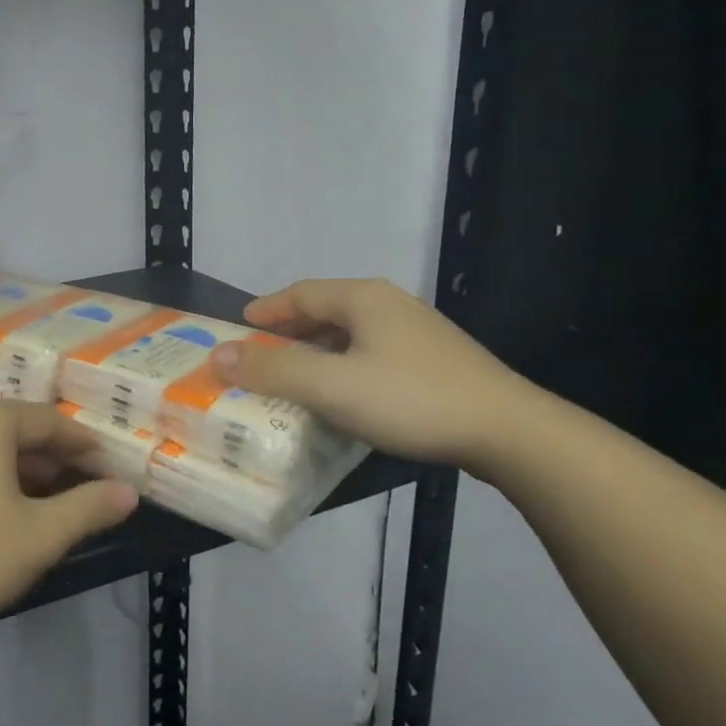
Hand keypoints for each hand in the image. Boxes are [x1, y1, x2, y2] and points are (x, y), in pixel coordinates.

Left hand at [0, 398, 139, 640]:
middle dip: (50, 458)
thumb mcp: (38, 537)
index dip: (84, 445)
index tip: (109, 466)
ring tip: (40, 503)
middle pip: (14, 429)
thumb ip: (88, 509)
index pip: (50, 422)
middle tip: (80, 488)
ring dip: (16, 469)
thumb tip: (128, 492)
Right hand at [210, 278, 541, 470]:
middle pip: (326, 311)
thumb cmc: (410, 399)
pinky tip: (341, 394)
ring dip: (316, 351)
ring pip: (350, 335)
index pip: (301, 293)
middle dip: (289, 331)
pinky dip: (342, 367)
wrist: (509, 432)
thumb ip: (272, 369)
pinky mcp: (434, 363)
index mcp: (364, 299)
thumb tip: (216, 355)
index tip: (239, 326)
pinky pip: (371, 355)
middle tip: (259, 353)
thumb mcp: (330, 385)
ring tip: (293, 375)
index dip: (266, 310)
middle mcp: (390, 306)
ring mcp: (417, 334)